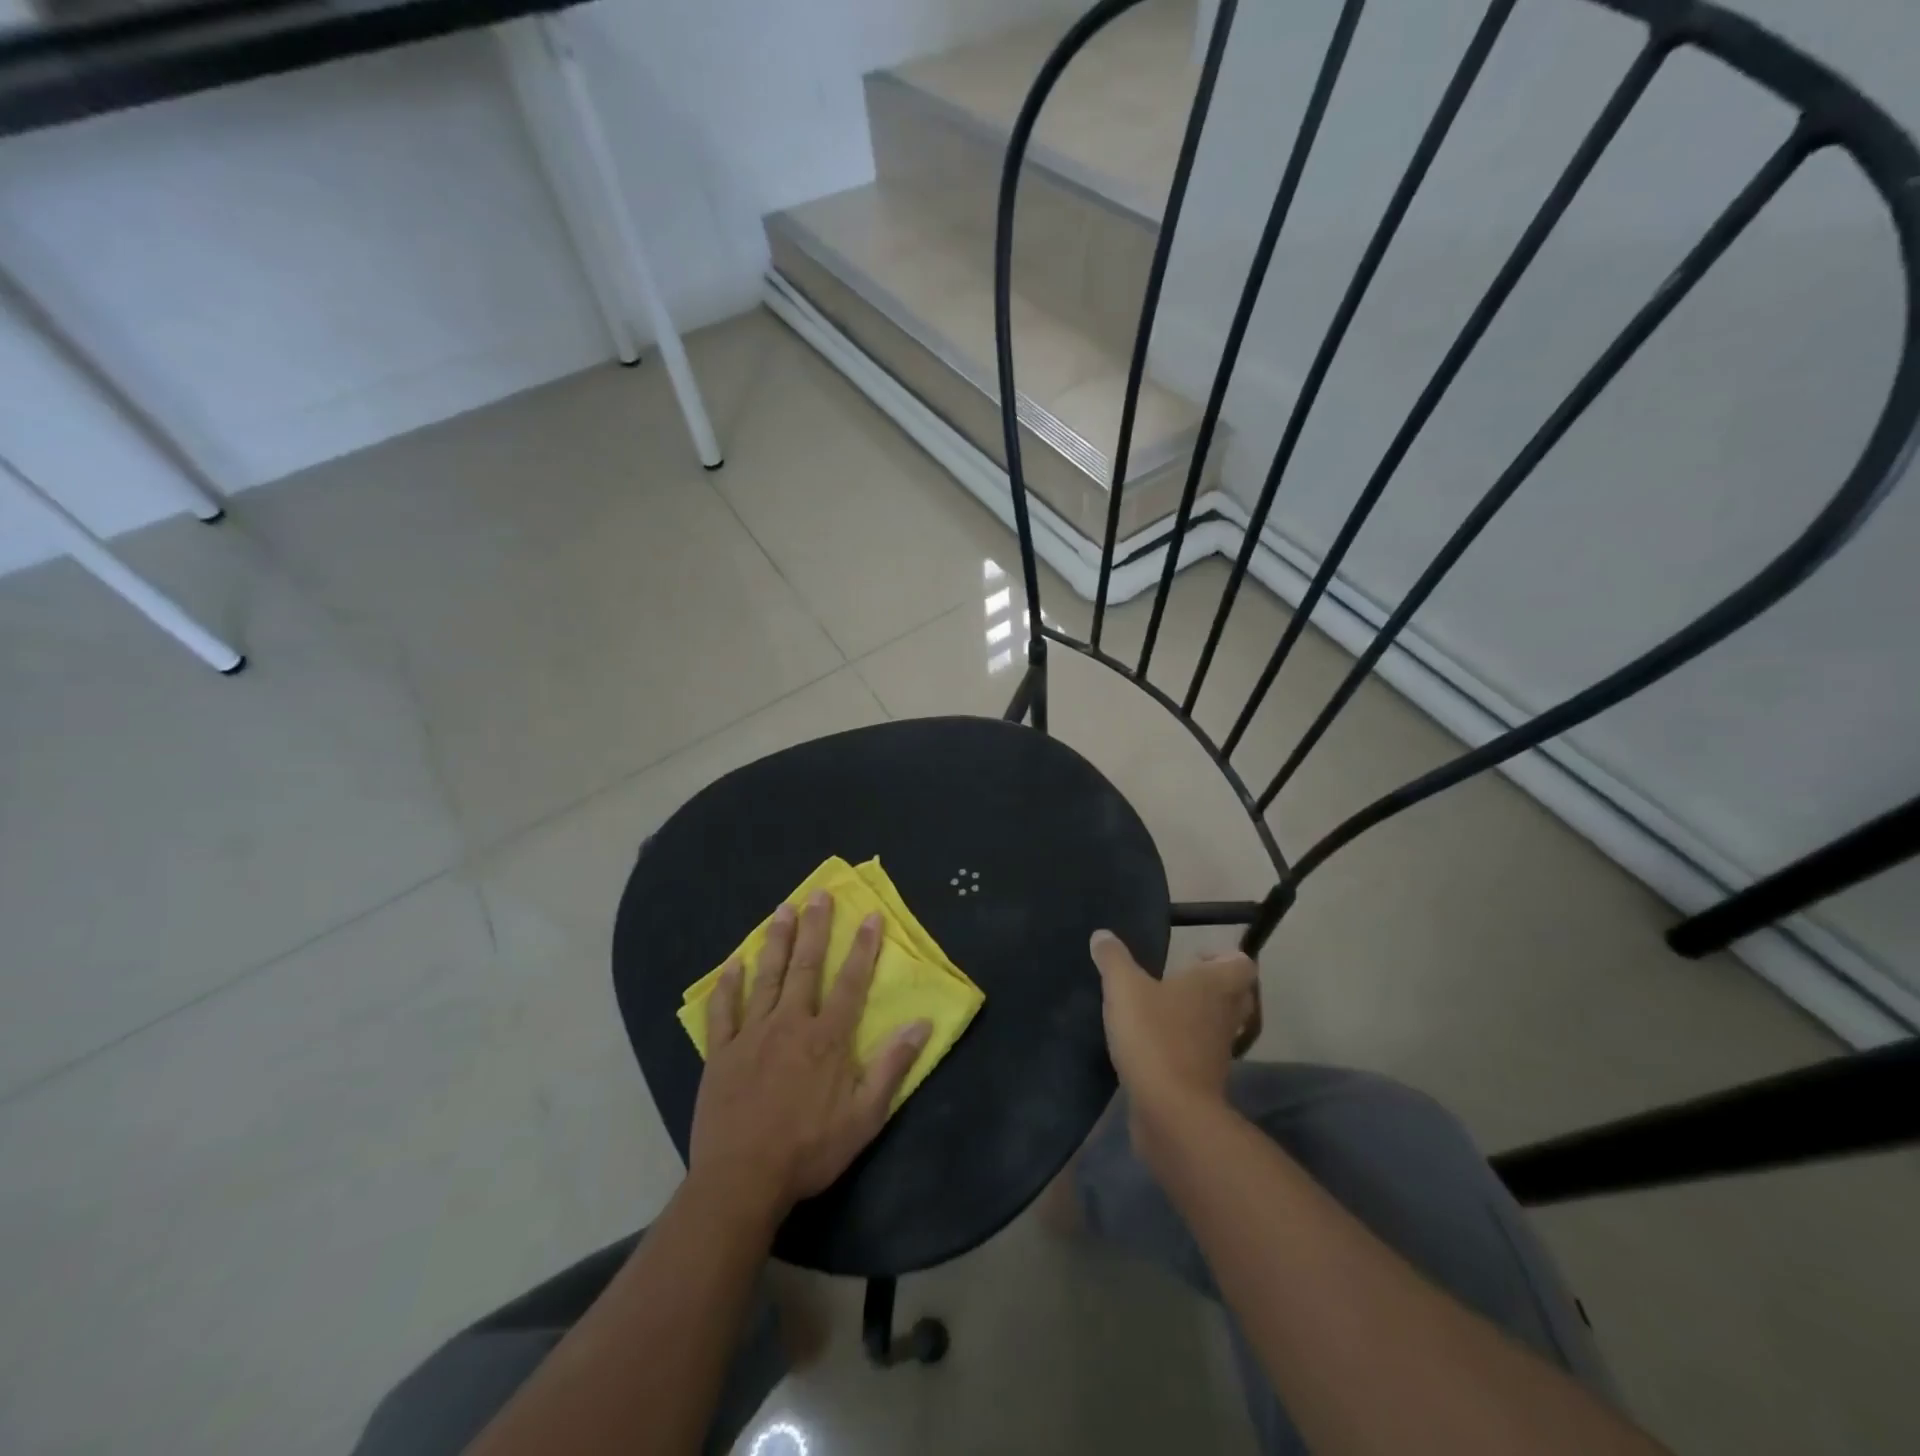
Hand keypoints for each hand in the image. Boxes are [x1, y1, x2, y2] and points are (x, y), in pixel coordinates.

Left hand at [690, 891, 932, 1217]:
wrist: (742, 1180)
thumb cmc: (810, 1150)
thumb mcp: (865, 1117)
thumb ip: (892, 1066)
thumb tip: (921, 1024)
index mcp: (827, 1038)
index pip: (851, 982)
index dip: (863, 948)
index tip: (870, 916)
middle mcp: (791, 1024)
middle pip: (806, 967)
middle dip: (815, 928)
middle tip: (818, 894)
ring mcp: (752, 1035)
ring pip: (767, 978)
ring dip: (777, 942)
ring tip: (782, 910)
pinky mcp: (721, 1053)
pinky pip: (724, 1011)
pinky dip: (727, 985)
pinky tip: (732, 963)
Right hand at [1089, 929, 1256, 1131]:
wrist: (1172, 1111)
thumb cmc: (1154, 1036)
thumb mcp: (1123, 989)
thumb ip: (1113, 959)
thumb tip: (1102, 935)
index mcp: (1215, 985)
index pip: (1242, 964)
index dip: (1223, 957)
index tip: (1191, 958)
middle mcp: (1225, 1015)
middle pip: (1236, 995)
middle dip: (1212, 986)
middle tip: (1177, 981)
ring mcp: (1219, 1051)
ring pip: (1219, 1025)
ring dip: (1198, 1017)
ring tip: (1161, 1011)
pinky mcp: (1206, 1080)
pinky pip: (1202, 1054)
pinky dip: (1185, 1046)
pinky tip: (1154, 1044)